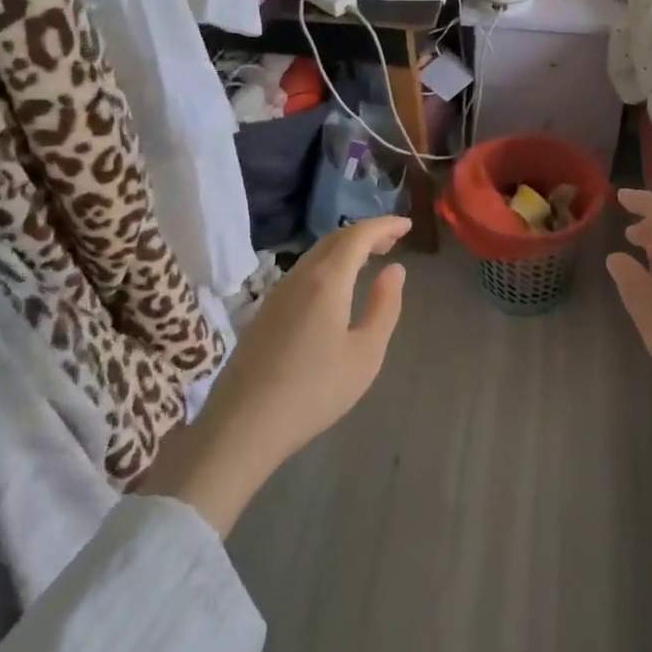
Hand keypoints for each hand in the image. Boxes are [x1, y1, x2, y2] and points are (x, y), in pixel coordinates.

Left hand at [140, 216, 410, 533]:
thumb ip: (384, 306)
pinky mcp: (264, 312)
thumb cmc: (314, 391)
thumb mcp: (365, 353)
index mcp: (327, 280)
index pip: (358, 235)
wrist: (243, 426)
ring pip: (316, 254)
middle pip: (335, 239)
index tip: (407, 224)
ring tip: (369, 260)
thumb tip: (394, 270)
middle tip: (393, 240)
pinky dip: (328, 265)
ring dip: (346, 249)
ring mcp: (277, 293)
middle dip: (366, 233)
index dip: (385, 225)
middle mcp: (299, 276)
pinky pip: (303, 272)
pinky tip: (336, 288)